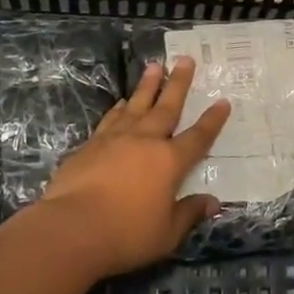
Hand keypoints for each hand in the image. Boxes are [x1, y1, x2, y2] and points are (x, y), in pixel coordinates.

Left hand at [40, 56, 230, 275]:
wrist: (71, 229)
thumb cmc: (126, 234)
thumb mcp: (167, 233)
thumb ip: (189, 214)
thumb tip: (213, 203)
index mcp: (170, 162)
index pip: (198, 137)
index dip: (212, 120)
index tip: (223, 101)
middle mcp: (145, 142)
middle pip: (166, 107)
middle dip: (178, 83)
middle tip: (184, 59)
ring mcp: (115, 140)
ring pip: (136, 105)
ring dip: (147, 85)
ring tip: (154, 65)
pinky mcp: (90, 146)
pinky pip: (110, 119)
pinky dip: (119, 108)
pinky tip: (122, 102)